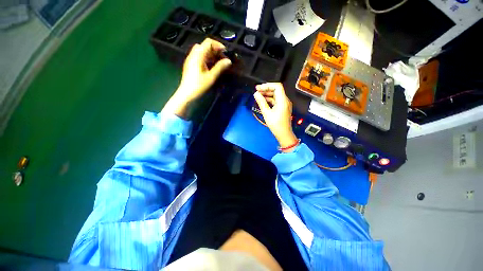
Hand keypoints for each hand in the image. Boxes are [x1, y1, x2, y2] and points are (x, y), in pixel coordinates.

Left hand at [163, 38, 231, 117]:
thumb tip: (229, 61)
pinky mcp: (189, 64)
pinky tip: (210, 66)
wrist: (185, 94)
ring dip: (210, 53)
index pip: (208, 42)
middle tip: (221, 57)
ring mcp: (190, 59)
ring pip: (201, 50)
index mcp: (198, 55)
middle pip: (204, 45)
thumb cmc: (198, 85)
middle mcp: (193, 55)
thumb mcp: (211, 76)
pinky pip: (198, 56)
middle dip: (214, 49)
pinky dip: (205, 57)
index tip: (224, 52)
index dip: (218, 44)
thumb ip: (220, 67)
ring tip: (216, 61)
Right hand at [253, 83, 298, 151]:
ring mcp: (285, 104)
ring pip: (276, 94)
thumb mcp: (267, 113)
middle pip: (276, 89)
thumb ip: (261, 102)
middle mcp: (285, 100)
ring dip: (267, 94)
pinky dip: (270, 99)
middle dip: (266, 89)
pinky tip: (263, 101)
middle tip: (257, 91)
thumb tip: (256, 94)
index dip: (267, 85)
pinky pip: (276, 99)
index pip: (277, 86)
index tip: (259, 88)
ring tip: (258, 96)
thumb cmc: (276, 125)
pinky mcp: (283, 107)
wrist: (284, 134)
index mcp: (283, 100)